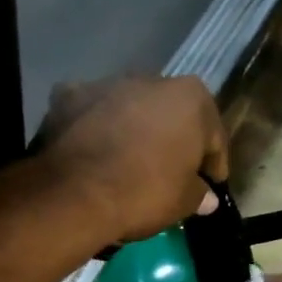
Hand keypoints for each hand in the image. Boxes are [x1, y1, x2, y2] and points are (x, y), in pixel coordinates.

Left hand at [33, 76, 229, 242]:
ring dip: (131, 129)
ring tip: (126, 163)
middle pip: (169, 115)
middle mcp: (150, 79)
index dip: (212, 164)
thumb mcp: (183, 202)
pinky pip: (89, 113)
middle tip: (168, 173)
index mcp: (190, 97)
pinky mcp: (68, 96)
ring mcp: (106, 84)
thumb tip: (206, 197)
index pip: (212, 136)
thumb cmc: (144, 193)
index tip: (209, 184)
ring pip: (128, 109)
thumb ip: (199, 194)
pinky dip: (92, 127)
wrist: (76, 194)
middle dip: (170, 139)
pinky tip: (91, 151)